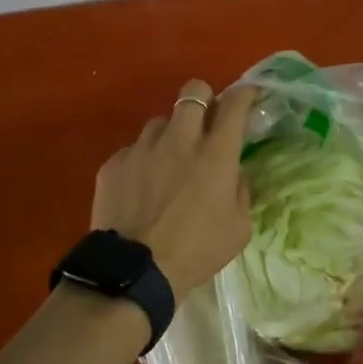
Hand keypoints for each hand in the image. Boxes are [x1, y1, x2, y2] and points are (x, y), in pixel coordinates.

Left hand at [92, 80, 256, 298]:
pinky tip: (141, 187)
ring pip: (160, 121)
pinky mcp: (114, 163)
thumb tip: (232, 171)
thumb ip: (239, 190)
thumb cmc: (196, 252)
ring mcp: (142, 148)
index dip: (245, 93)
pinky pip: (133, 150)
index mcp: (215, 154)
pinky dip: (142, 161)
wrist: (135, 271)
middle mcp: (179, 140)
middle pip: (193, 92)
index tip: (248, 95)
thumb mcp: (238, 228)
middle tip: (206, 121)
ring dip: (171, 134)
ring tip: (168, 161)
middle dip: (204, 99)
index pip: (235, 104)